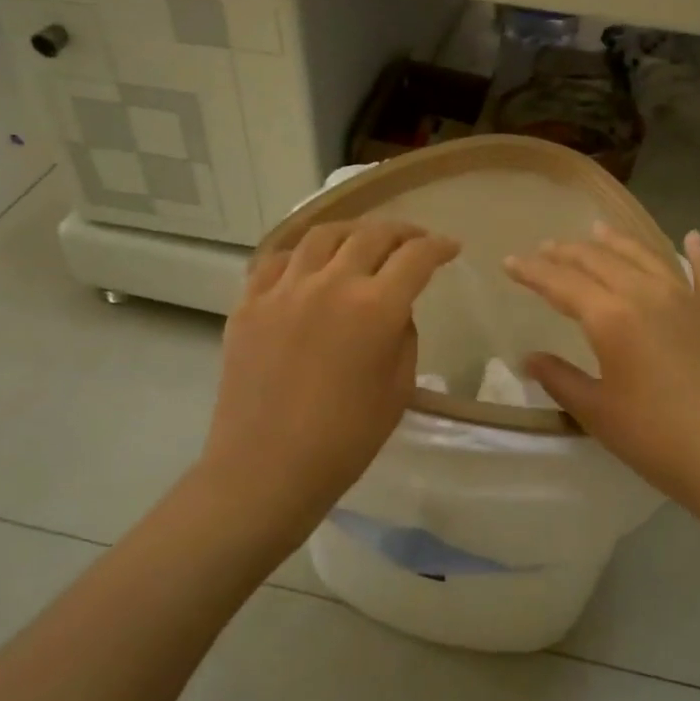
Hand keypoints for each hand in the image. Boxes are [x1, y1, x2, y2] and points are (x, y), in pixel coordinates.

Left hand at [200, 220, 460, 537]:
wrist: (267, 468)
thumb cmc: (345, 439)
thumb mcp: (398, 388)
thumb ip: (403, 336)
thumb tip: (392, 308)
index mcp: (375, 307)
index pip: (416, 257)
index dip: (439, 247)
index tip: (450, 248)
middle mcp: (330, 284)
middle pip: (371, 235)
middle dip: (401, 231)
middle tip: (413, 240)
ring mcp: (284, 289)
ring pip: (322, 235)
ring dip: (351, 232)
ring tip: (361, 241)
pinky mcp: (249, 303)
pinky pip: (277, 260)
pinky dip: (301, 254)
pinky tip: (308, 265)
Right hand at [505, 226, 699, 512]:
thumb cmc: (654, 437)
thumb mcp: (595, 412)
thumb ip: (559, 379)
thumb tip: (528, 358)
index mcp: (612, 317)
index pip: (562, 283)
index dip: (533, 271)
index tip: (510, 262)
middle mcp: (648, 294)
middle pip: (601, 261)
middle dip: (569, 252)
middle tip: (547, 248)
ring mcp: (690, 300)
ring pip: (648, 257)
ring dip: (619, 242)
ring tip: (599, 230)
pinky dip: (698, 254)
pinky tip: (692, 239)